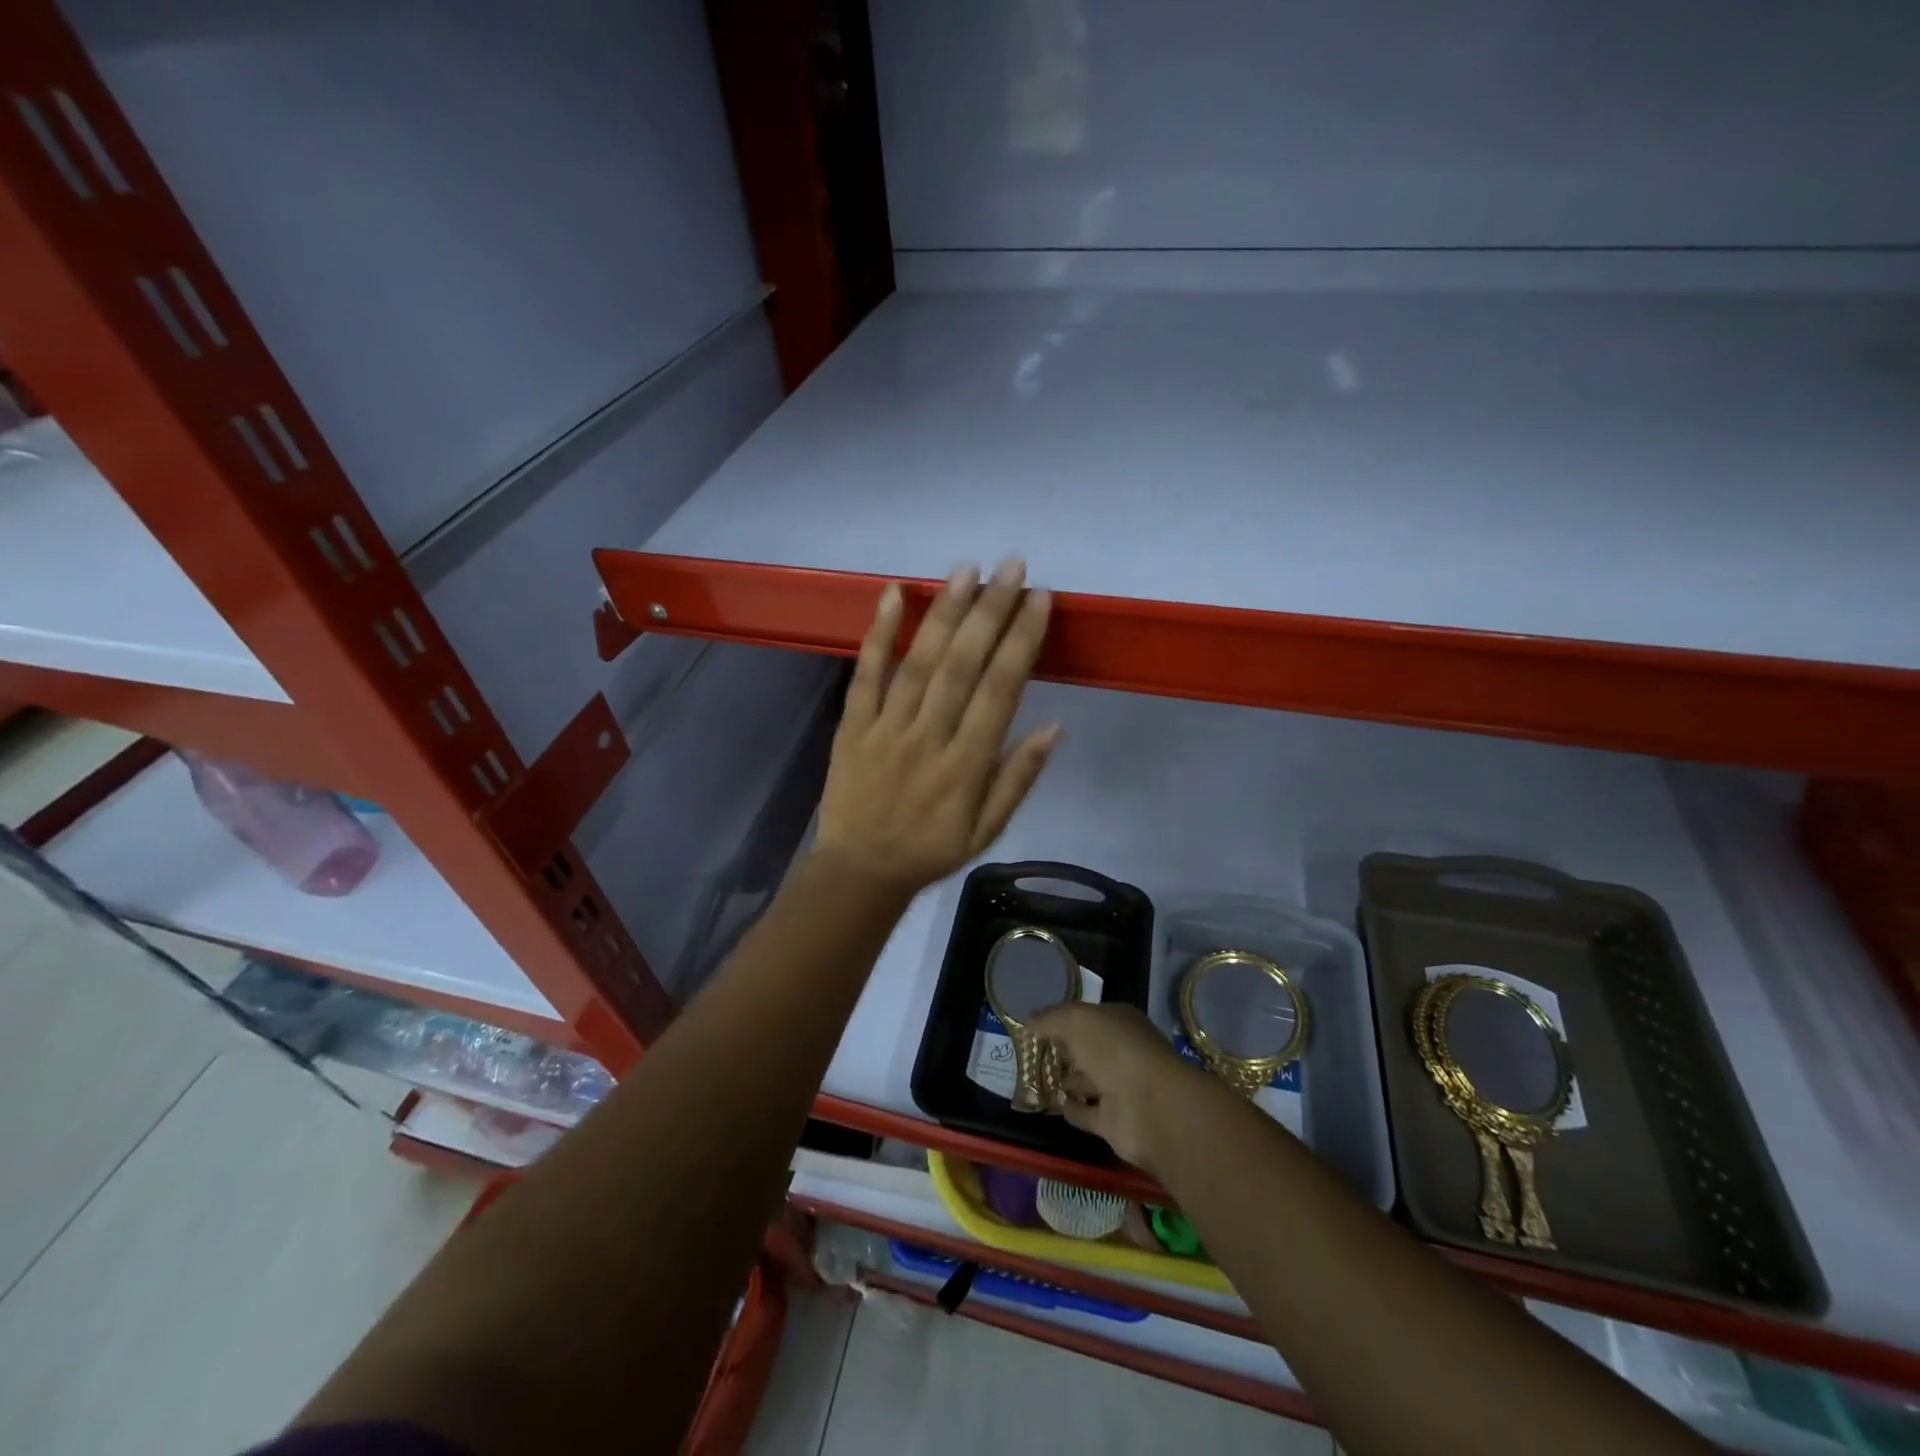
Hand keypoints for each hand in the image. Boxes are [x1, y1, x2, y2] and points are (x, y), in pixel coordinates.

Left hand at [812, 559, 1056, 896]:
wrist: (859, 871)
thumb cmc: (931, 850)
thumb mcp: (988, 830)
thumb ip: (1018, 779)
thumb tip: (1054, 727)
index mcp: (966, 765)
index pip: (1000, 691)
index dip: (1022, 641)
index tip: (1041, 600)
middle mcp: (929, 737)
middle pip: (963, 666)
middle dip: (991, 611)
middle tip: (1012, 567)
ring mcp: (886, 728)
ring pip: (919, 662)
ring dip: (944, 613)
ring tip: (967, 570)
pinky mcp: (852, 725)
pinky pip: (865, 674)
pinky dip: (878, 633)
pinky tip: (893, 594)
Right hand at [1027, 1002, 1213, 1172]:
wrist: (1148, 1105)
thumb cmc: (1114, 1049)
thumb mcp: (1076, 1020)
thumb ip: (1050, 1019)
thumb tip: (1028, 1020)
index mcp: (1118, 1022)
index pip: (1087, 1017)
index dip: (1062, 1019)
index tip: (1034, 1025)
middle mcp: (1120, 1053)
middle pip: (1086, 1049)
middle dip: (1061, 1050)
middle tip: (1028, 1053)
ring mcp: (1118, 1088)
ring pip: (1085, 1081)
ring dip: (1064, 1080)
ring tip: (1031, 1078)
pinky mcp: (1112, 1122)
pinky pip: (1085, 1113)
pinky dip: (1070, 1109)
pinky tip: (1048, 1104)